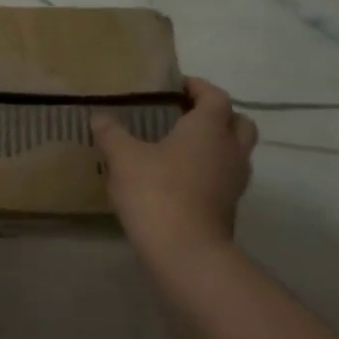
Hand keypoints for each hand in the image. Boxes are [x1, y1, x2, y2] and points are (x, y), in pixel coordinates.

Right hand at [92, 77, 257, 251]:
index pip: (215, 96)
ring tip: (179, 147)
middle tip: (186, 115)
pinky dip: (208, 170)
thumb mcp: (123, 157)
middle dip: (217, 115)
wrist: (185, 251)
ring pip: (234, 152)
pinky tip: (178, 177)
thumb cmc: (156, 191)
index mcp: (209, 129)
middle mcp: (230, 150)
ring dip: (215, 144)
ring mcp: (234, 181)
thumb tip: (100, 117)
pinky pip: (224, 177)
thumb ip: (111, 133)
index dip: (198, 87)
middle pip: (238, 122)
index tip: (176, 86)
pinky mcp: (229, 207)